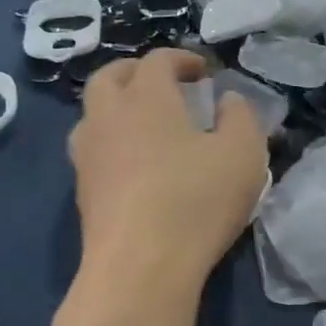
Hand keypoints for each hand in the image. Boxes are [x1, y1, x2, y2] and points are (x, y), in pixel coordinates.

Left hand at [68, 49, 267, 289]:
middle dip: (137, 72)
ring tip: (146, 124)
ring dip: (117, 107)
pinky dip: (113, 142)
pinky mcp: (82, 191)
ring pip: (93, 114)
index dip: (183, 59)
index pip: (158, 60)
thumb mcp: (243, 154)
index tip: (205, 72)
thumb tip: (228, 101)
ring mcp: (88, 155)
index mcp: (146, 98)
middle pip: (109, 77)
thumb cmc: (196, 200)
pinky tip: (136, 165)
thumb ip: (241, 117)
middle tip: (165, 85)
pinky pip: (93, 150)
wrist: (140, 266)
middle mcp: (108, 117)